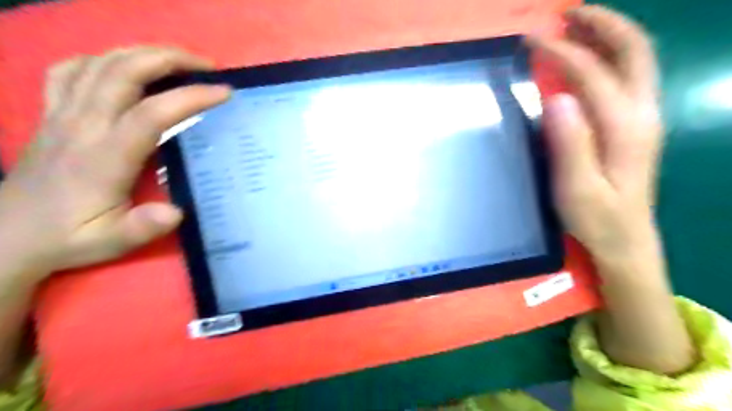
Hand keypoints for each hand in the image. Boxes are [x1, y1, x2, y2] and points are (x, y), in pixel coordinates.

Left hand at [0, 46, 230, 279]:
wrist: (8, 235)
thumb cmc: (70, 236)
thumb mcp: (111, 241)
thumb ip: (142, 227)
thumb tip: (176, 211)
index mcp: (104, 156)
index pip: (151, 113)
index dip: (190, 97)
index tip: (224, 92)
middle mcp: (82, 125)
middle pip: (124, 72)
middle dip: (170, 59)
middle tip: (206, 65)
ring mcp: (62, 114)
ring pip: (100, 63)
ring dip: (143, 53)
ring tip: (177, 60)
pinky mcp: (51, 113)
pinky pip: (71, 70)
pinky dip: (103, 59)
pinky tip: (123, 68)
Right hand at [527, 6, 664, 264]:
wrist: (626, 240)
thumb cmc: (596, 218)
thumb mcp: (576, 188)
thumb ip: (570, 143)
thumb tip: (556, 98)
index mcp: (624, 127)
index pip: (593, 74)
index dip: (562, 52)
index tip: (531, 41)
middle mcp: (642, 112)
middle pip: (633, 51)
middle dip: (602, 24)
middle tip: (567, 14)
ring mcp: (644, 117)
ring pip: (635, 60)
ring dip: (608, 35)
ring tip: (576, 25)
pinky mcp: (637, 125)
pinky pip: (629, 76)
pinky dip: (610, 56)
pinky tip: (590, 59)